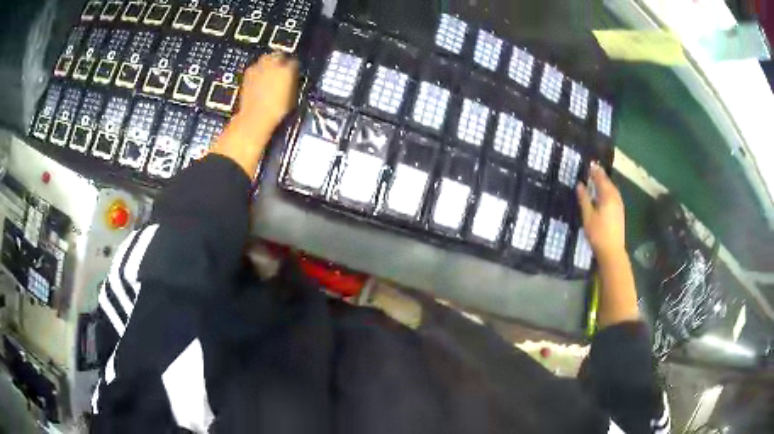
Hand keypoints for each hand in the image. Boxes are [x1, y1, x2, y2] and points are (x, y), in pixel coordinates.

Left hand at [235, 52, 298, 135]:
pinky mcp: (247, 75)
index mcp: (287, 70)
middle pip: (277, 55)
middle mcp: (272, 65)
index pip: (294, 61)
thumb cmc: (275, 111)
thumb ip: (292, 82)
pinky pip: (254, 67)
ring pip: (265, 58)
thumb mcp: (292, 97)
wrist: (255, 119)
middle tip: (281, 66)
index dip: (294, 67)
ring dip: (268, 62)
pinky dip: (258, 70)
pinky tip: (259, 78)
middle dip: (280, 59)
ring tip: (270, 70)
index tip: (294, 70)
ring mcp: (257, 69)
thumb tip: (292, 79)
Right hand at [576, 163, 625, 261]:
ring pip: (612, 190)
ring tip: (597, 182)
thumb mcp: (587, 216)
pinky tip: (603, 196)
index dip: (594, 171)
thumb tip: (580, 184)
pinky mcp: (620, 213)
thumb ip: (584, 198)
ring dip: (605, 184)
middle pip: (608, 183)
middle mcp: (615, 198)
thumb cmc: (598, 233)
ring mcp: (619, 206)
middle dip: (600, 176)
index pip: (601, 178)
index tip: (589, 164)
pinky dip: (608, 192)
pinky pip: (614, 196)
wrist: (612, 251)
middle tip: (592, 171)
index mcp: (608, 196)